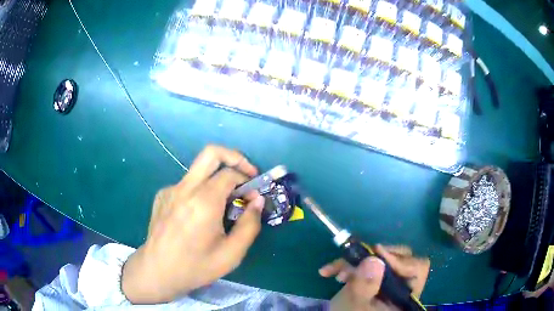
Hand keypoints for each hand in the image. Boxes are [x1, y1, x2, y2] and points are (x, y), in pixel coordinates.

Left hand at [121, 145, 264, 303]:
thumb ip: (250, 225)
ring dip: (217, 179)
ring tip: (222, 205)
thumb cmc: (196, 266)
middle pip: (211, 153)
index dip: (248, 179)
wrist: (157, 271)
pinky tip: (198, 216)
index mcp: (204, 202)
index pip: (231, 173)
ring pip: (199, 170)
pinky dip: (200, 191)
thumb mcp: (231, 254)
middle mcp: (185, 188)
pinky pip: (187, 184)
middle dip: (234, 157)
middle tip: (245, 174)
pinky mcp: (162, 195)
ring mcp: (171, 189)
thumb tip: (258, 200)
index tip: (254, 194)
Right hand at [319, 244, 429, 310]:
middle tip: (354, 259)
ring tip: (338, 272)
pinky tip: (329, 272)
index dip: (401, 259)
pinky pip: (364, 262)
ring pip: (379, 258)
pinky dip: (346, 265)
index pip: (418, 267)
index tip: (377, 253)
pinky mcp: (373, 276)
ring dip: (355, 261)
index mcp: (405, 293)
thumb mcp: (356, 305)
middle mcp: (400, 283)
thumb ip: (366, 286)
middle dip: (374, 258)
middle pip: (399, 258)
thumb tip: (374, 258)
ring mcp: (386, 279)